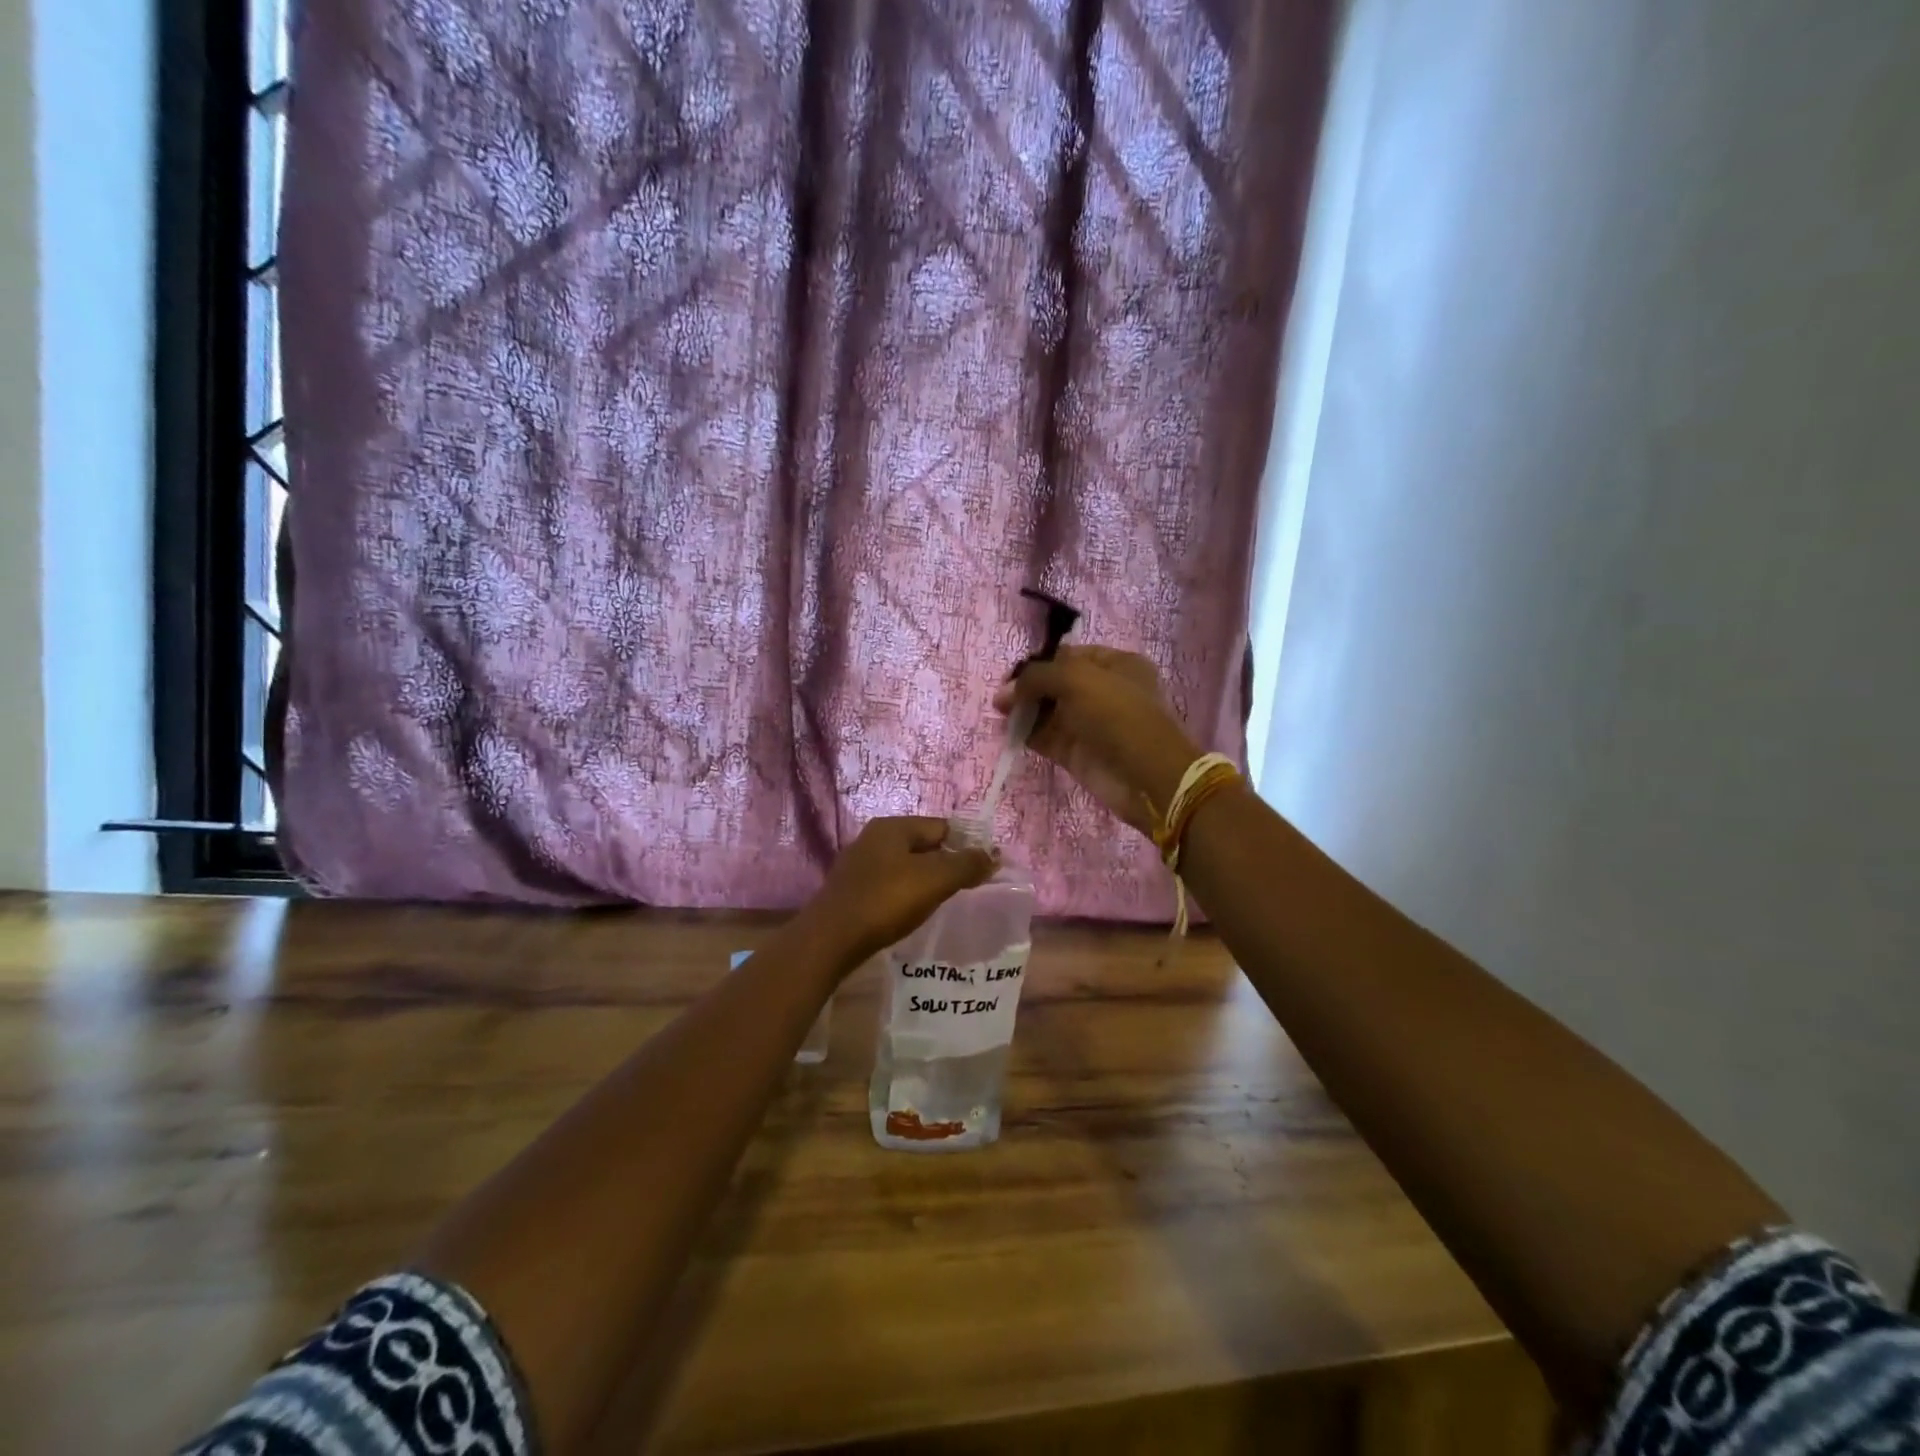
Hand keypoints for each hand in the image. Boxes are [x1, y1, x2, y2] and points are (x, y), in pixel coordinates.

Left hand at [804, 817, 997, 967]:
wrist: (831, 939)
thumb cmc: (886, 901)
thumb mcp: (934, 880)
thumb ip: (966, 865)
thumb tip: (992, 855)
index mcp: (893, 827)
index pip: (941, 826)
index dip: (965, 845)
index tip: (982, 870)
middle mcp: (874, 838)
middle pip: (923, 845)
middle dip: (946, 864)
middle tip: (964, 889)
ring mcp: (860, 864)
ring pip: (906, 866)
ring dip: (925, 881)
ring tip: (941, 902)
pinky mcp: (852, 890)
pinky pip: (889, 885)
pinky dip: (905, 894)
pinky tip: (910, 913)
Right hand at [992, 645, 1202, 835]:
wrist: (1146, 775)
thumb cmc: (1117, 714)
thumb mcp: (1076, 680)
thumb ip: (1036, 677)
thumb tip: (1003, 693)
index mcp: (1116, 664)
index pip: (1069, 655)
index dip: (1040, 661)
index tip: (1011, 674)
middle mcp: (1104, 691)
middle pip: (1056, 684)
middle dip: (1028, 687)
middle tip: (1001, 698)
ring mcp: (1091, 724)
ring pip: (1050, 712)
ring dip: (1025, 711)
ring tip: (999, 714)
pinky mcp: (1079, 754)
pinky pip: (1047, 738)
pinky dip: (1028, 734)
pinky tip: (1008, 732)